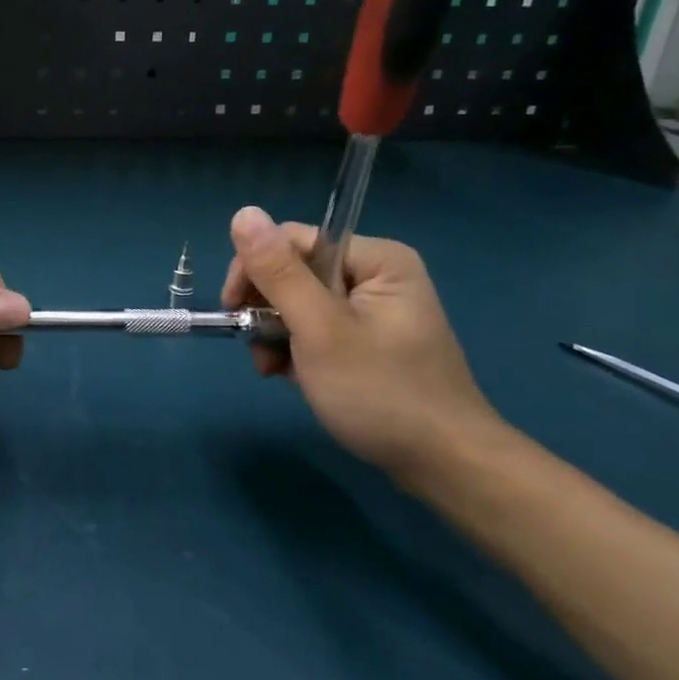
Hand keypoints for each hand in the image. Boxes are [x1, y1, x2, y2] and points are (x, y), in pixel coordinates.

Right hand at [220, 206, 499, 474]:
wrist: (445, 467)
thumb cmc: (381, 393)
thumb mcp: (319, 330)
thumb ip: (279, 273)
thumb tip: (243, 213)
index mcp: (376, 259)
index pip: (294, 240)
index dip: (256, 270)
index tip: (233, 310)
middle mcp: (378, 274)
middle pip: (295, 272)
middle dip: (266, 310)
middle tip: (256, 351)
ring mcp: (375, 309)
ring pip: (300, 303)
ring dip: (276, 334)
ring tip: (273, 370)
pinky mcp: (371, 340)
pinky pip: (317, 328)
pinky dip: (296, 349)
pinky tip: (291, 375)